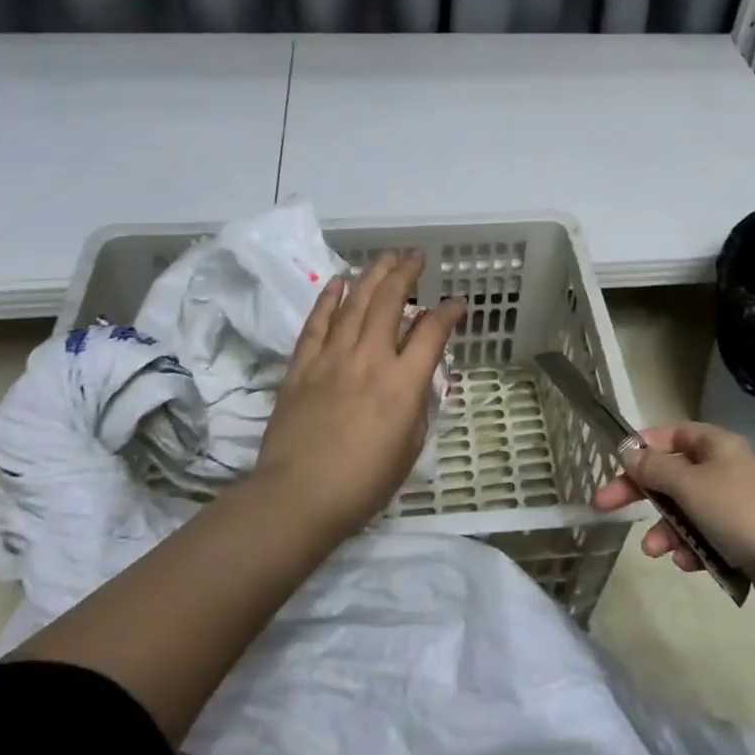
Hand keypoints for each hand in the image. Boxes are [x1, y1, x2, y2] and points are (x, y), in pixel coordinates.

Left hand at [254, 250, 464, 536]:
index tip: (457, 303)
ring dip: (372, 275)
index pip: (432, 333)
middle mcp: (370, 359)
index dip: (449, 313)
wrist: (297, 497)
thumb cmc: (362, 484)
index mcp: (403, 383)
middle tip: (416, 257)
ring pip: (355, 303)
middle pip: (390, 301)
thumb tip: (416, 376)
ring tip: (385, 258)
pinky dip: (329, 298)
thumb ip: (417, 405)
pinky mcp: (302, 366)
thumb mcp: (409, 448)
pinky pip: (317, 323)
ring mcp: (332, 358)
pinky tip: (339, 282)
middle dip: (406, 272)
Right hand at [593, 422, 754, 616]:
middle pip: (672, 475)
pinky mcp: (744, 539)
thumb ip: (655, 468)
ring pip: (686, 510)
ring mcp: (735, 505)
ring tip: (656, 552)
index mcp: (715, 445)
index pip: (669, 435)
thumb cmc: (740, 512)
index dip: (641, 448)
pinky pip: (705, 537)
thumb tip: (629, 451)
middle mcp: (725, 469)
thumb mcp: (689, 485)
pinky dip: (692, 548)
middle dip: (643, 494)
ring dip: (666, 529)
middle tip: (606, 507)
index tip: (615, 467)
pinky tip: (688, 565)